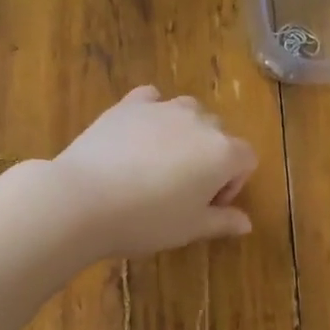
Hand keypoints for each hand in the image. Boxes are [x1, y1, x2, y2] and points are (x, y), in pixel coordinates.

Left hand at [51, 86, 256, 257]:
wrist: (84, 199)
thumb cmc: (146, 220)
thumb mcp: (189, 229)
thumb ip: (222, 222)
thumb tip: (246, 223)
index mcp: (223, 152)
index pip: (246, 160)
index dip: (232, 185)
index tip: (207, 206)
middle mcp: (199, 122)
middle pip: (218, 134)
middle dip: (209, 159)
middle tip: (183, 190)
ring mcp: (162, 107)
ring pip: (188, 112)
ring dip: (184, 133)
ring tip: (159, 163)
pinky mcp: (129, 104)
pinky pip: (151, 99)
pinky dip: (152, 112)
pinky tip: (137, 136)